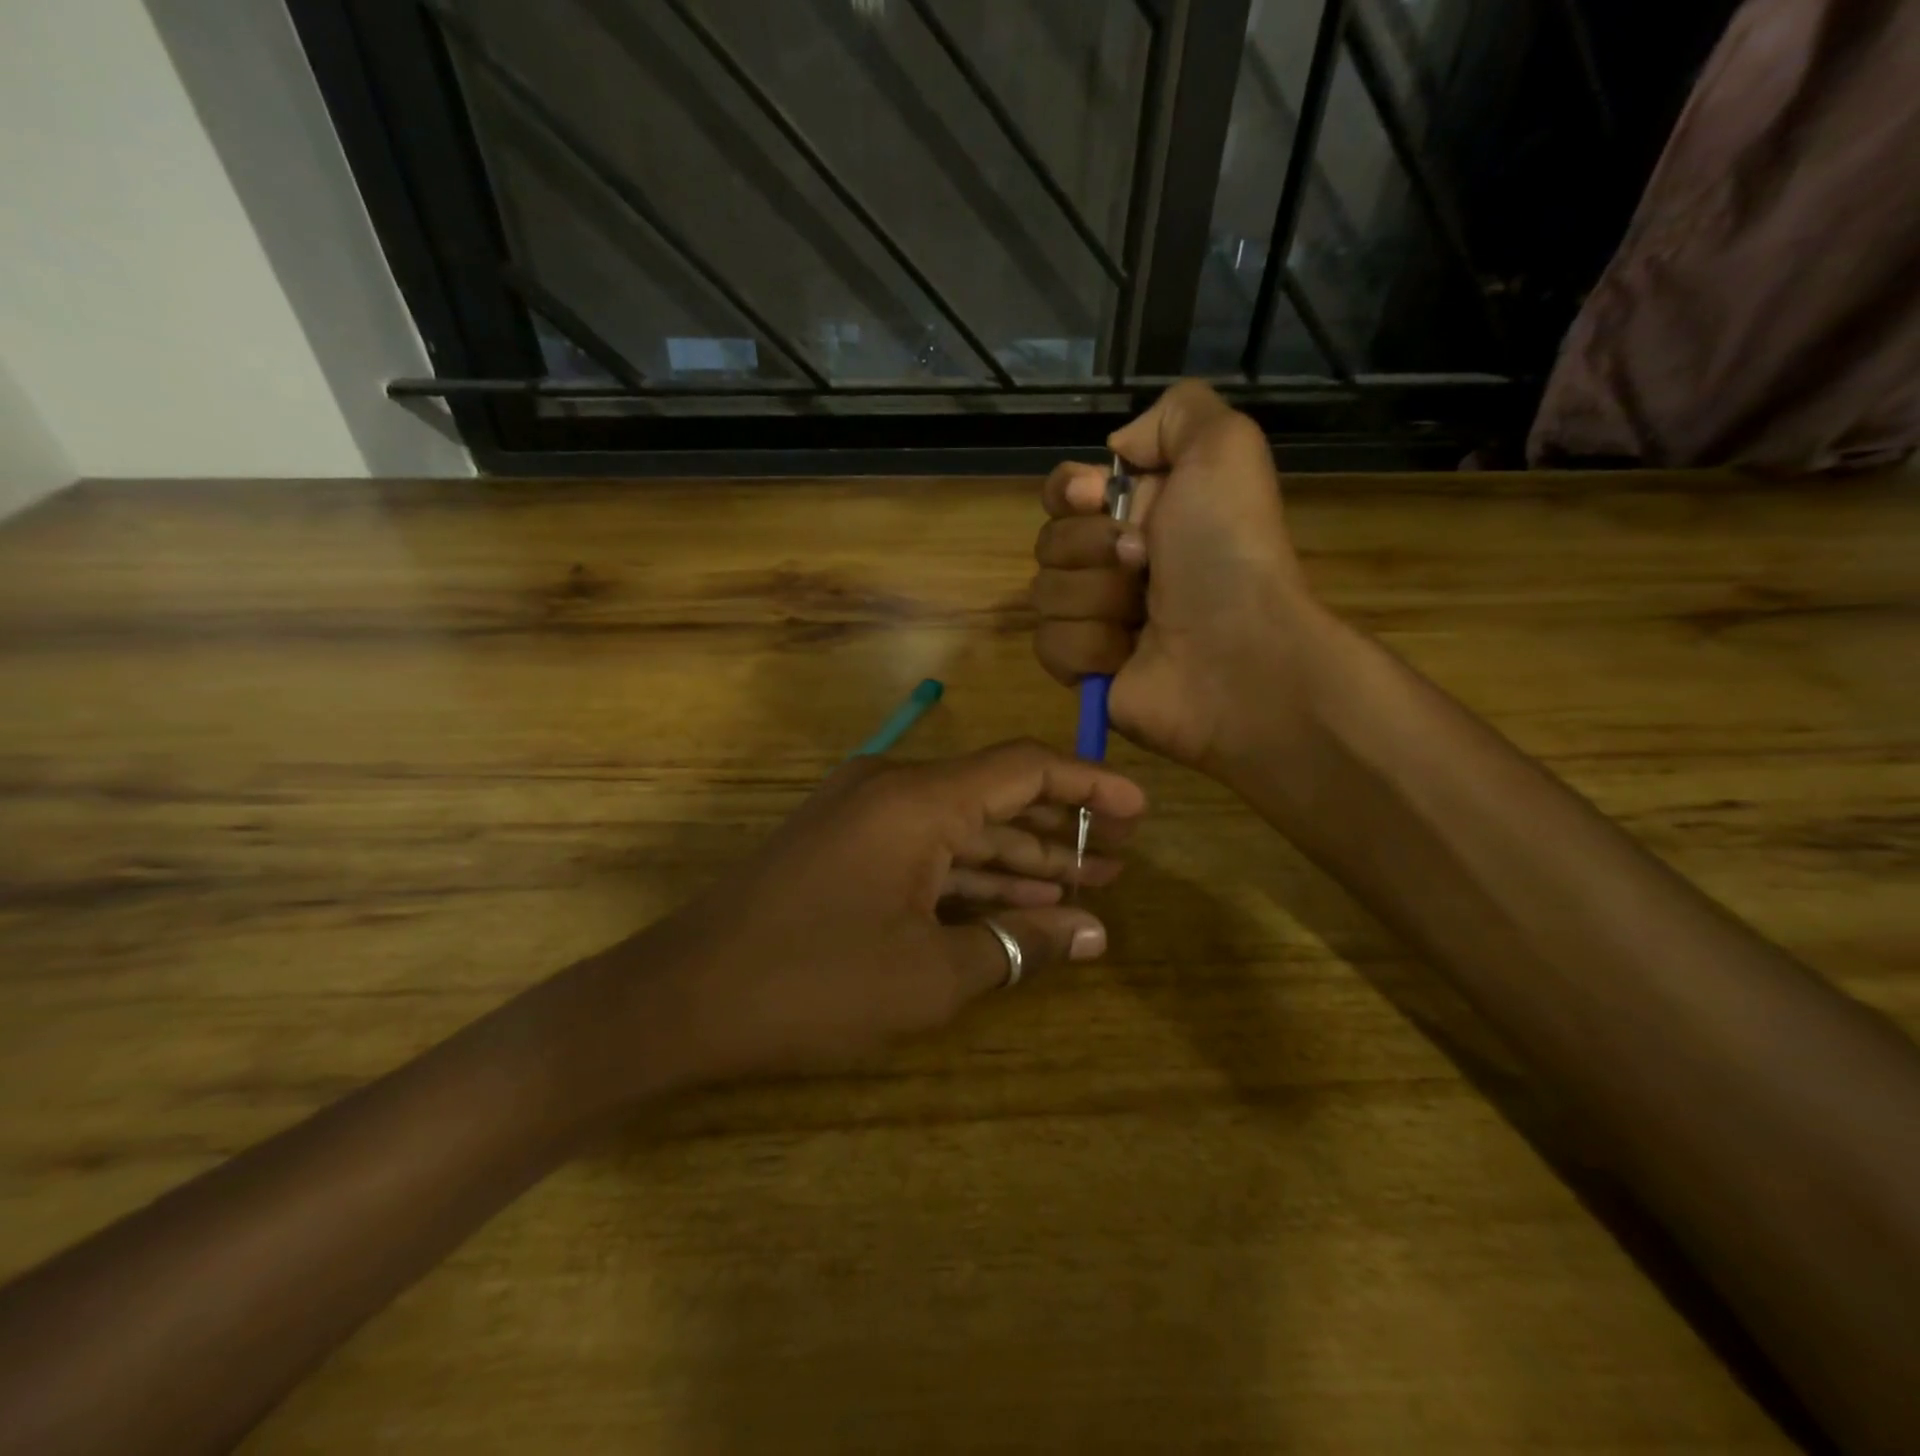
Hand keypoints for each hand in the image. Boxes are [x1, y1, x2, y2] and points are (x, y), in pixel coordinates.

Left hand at [601, 741, 1146, 1093]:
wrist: (684, 999)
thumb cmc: (813, 983)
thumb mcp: (930, 974)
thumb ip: (1019, 944)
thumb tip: (1097, 934)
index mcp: (916, 800)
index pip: (1023, 767)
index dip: (1090, 783)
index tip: (1141, 809)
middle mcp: (892, 791)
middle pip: (997, 797)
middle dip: (1062, 829)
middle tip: (1121, 859)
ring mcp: (864, 818)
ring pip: (963, 829)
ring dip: (1022, 859)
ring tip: (1088, 885)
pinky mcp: (846, 849)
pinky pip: (927, 852)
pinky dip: (973, 878)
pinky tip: (1020, 904)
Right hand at [1032, 381, 1318, 769]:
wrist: (1238, 654)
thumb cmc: (1227, 550)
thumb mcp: (1224, 448)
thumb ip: (1177, 412)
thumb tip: (1114, 451)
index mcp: (1144, 513)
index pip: (1065, 492)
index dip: (1068, 492)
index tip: (1093, 498)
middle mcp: (1118, 564)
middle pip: (1048, 542)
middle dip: (1090, 549)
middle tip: (1143, 562)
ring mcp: (1101, 619)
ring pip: (1045, 595)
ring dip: (1096, 599)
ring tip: (1143, 617)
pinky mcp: (1088, 670)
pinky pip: (1050, 645)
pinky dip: (1089, 647)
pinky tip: (1127, 655)